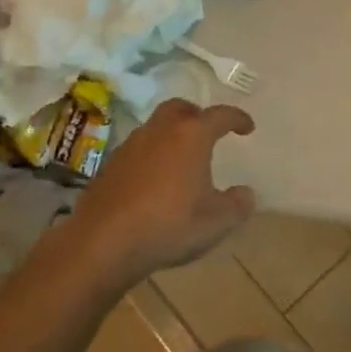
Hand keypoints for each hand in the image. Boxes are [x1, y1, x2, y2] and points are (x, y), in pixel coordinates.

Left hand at [66, 100, 256, 281]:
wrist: (102, 243)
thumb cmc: (168, 225)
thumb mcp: (216, 222)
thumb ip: (237, 204)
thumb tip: (245, 193)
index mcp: (191, 136)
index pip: (220, 116)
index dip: (237, 119)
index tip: (248, 128)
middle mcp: (160, 131)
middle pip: (181, 108)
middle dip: (198, 115)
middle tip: (208, 132)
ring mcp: (131, 146)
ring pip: (156, 127)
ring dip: (172, 135)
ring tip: (182, 159)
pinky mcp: (110, 165)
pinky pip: (138, 149)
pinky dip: (152, 155)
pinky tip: (155, 180)